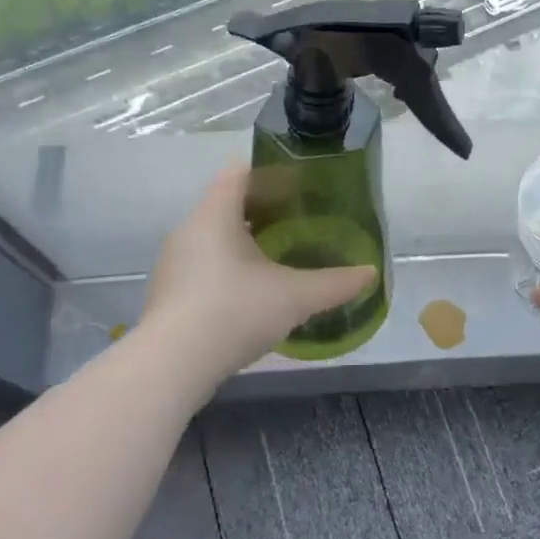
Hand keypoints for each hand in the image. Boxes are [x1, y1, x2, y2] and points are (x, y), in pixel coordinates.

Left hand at [139, 164, 378, 394]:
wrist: (173, 366)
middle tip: (298, 221)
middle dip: (261, 210)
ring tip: (277, 257)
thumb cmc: (234, 311)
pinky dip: (226, 270)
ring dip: (242, 242)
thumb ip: (335, 283)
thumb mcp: (295, 297)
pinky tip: (250, 294)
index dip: (268, 172)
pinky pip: (202, 267)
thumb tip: (371, 273)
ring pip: (212, 238)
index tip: (297, 184)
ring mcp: (173, 264)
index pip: (238, 173)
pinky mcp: (168, 294)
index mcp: (215, 215)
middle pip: (226, 205)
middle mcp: (188, 231)